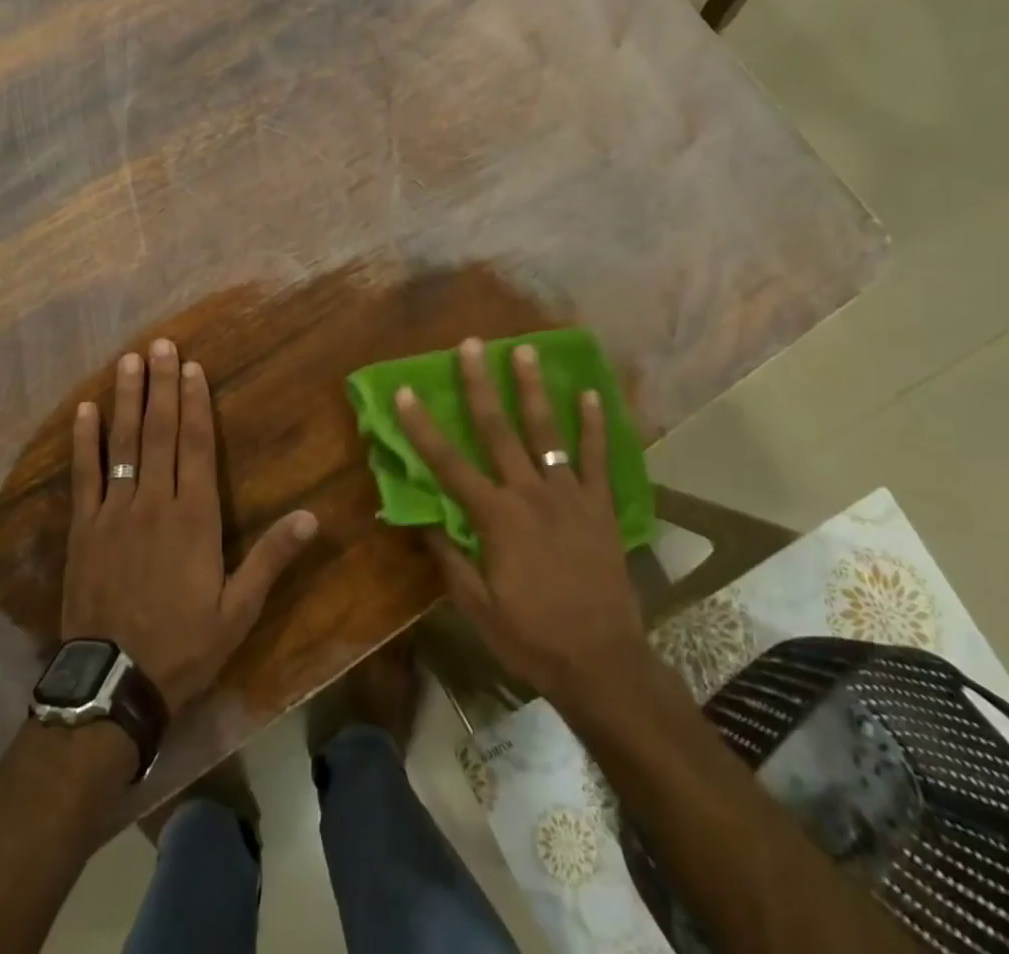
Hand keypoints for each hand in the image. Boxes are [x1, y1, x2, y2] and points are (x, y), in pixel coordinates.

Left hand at [62, 338, 319, 709]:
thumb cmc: (184, 644)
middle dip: (161, 385)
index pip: (197, 446)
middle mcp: (154, 502)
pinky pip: (83, 475)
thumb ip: (271, 558)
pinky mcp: (83, 529)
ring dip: (126, 399)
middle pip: (159, 432)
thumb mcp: (238, 610)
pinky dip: (84, 441)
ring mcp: (114, 512)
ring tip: (128, 361)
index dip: (195, 403)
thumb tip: (311, 517)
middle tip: (160, 345)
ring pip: (122, 443)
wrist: (114, 684)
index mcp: (194, 517)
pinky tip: (85, 410)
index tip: (192, 367)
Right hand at [396, 338, 646, 719]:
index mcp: (495, 518)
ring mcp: (569, 495)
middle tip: (471, 345)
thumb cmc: (532, 637)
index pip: (448, 463)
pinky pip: (598, 458)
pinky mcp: (600, 506)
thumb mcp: (477, 607)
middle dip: (480, 384)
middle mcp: (529, 494)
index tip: (405, 392)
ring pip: (547, 432)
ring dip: (534, 389)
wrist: (603, 662)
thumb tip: (422, 520)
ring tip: (525, 350)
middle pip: (498, 430)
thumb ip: (449, 559)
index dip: (422, 427)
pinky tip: (589, 394)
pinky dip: (594, 425)